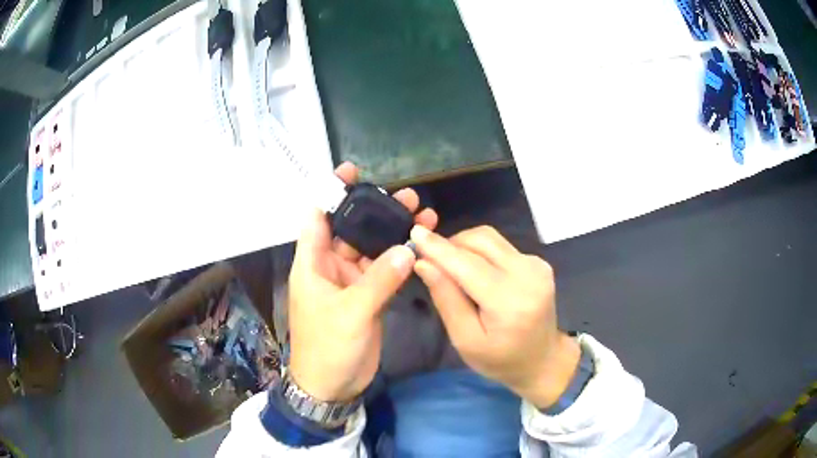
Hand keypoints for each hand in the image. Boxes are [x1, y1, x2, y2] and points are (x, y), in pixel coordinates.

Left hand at [288, 163, 438, 401]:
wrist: (332, 386)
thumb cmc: (329, 348)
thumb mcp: (350, 313)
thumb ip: (378, 280)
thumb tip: (407, 248)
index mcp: (313, 264)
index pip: (319, 218)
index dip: (331, 192)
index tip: (351, 171)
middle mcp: (330, 267)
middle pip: (352, 230)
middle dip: (376, 210)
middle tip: (407, 196)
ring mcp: (350, 282)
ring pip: (372, 249)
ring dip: (393, 234)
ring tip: (422, 215)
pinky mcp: (367, 297)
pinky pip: (383, 271)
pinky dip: (399, 259)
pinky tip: (420, 247)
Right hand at [410, 225, 580, 408]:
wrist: (543, 359)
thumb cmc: (500, 360)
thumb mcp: (465, 339)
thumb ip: (446, 299)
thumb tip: (423, 263)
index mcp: (510, 302)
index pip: (468, 265)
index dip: (439, 248)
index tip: (415, 233)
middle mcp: (528, 274)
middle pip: (480, 241)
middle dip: (451, 244)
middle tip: (430, 260)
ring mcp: (537, 265)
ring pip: (490, 238)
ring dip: (465, 245)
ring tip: (451, 267)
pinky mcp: (539, 261)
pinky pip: (501, 246)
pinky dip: (481, 252)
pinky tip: (475, 272)